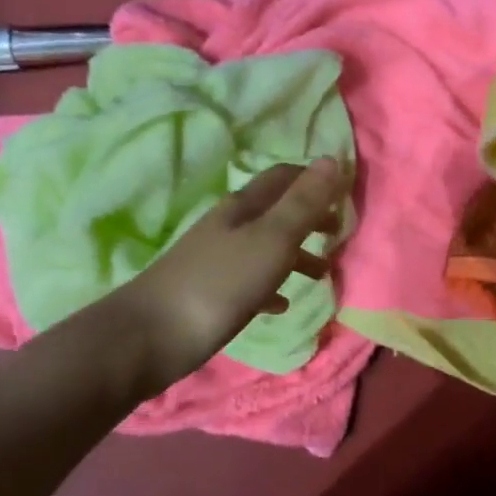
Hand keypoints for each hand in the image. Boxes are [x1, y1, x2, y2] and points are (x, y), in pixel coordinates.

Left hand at [93, 157, 345, 392]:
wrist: (149, 337)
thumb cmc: (219, 284)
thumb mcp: (271, 240)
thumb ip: (302, 204)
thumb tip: (332, 159)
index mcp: (244, 208)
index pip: (284, 177)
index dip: (315, 179)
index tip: (346, 194)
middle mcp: (229, 227)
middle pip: (276, 211)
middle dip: (310, 218)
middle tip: (340, 233)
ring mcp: (218, 260)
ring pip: (266, 247)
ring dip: (297, 254)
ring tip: (324, 273)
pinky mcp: (211, 293)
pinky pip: (251, 282)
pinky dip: (273, 286)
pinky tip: (283, 304)